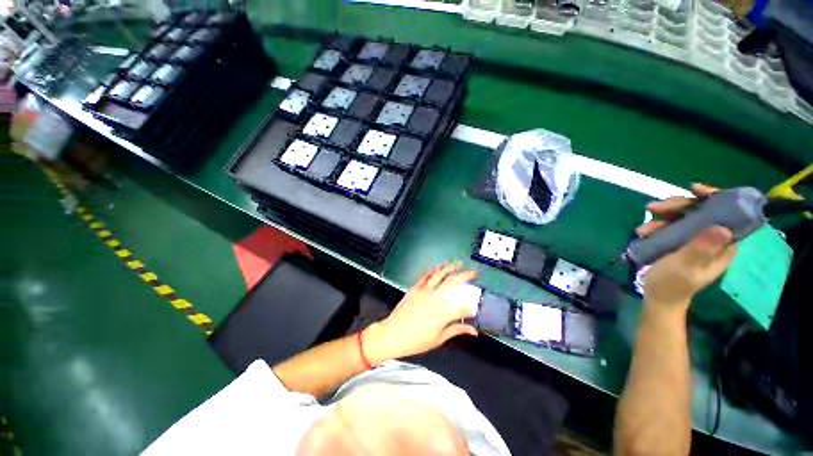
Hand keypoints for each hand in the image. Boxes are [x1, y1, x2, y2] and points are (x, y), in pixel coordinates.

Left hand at [364, 264, 478, 362]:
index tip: (474, 308)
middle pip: (453, 282)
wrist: (392, 334)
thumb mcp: (438, 339)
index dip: (471, 307)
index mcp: (442, 314)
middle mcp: (434, 298)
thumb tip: (472, 330)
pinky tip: (438, 267)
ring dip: (450, 267)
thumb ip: (456, 330)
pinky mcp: (415, 288)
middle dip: (465, 275)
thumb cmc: (416, 340)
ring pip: (439, 274)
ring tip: (458, 263)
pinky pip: (425, 275)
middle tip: (473, 272)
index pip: (462, 307)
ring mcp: (424, 291)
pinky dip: (433, 269)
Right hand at [636, 184, 737, 313]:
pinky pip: (672, 225)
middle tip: (653, 208)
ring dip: (662, 217)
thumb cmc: (672, 284)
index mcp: (723, 245)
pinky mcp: (681, 241)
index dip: (714, 197)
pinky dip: (657, 225)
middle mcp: (713, 238)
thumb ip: (701, 248)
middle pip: (701, 211)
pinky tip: (643, 232)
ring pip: (684, 216)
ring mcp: (696, 239)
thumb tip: (722, 227)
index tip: (694, 189)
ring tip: (642, 228)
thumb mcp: (685, 267)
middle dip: (677, 206)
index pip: (727, 213)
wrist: (658, 297)